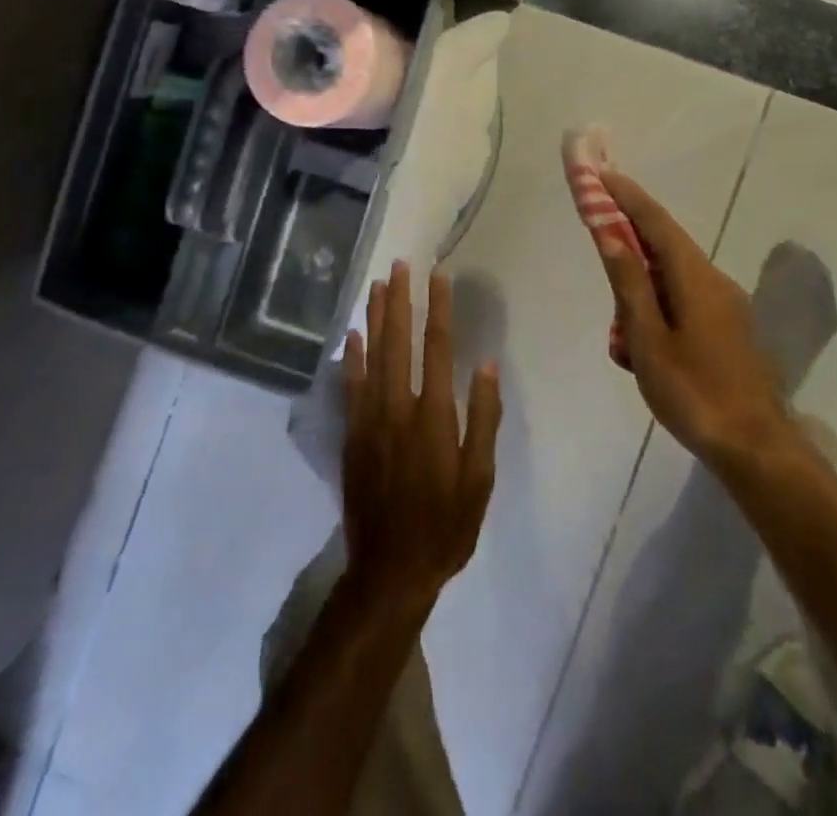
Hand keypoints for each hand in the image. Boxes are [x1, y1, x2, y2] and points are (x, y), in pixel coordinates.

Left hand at [341, 262, 501, 614]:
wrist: (390, 570)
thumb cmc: (445, 525)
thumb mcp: (479, 479)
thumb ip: (483, 420)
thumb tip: (485, 365)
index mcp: (433, 416)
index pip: (436, 348)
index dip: (438, 309)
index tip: (438, 276)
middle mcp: (397, 408)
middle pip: (398, 341)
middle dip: (400, 300)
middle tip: (400, 265)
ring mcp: (369, 420)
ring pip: (371, 356)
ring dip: (375, 317)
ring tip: (377, 285)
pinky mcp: (352, 435)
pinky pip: (350, 385)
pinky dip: (351, 357)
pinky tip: (352, 334)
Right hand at [597, 172, 793, 467]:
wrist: (755, 447)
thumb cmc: (693, 393)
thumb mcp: (648, 340)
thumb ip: (629, 284)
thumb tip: (611, 235)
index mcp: (695, 277)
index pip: (656, 221)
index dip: (628, 196)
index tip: (602, 173)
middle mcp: (714, 280)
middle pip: (665, 246)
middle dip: (630, 244)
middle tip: (601, 253)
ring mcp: (726, 305)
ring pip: (673, 278)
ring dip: (642, 289)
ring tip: (623, 342)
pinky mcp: (729, 328)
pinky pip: (685, 301)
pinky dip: (659, 309)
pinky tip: (645, 351)